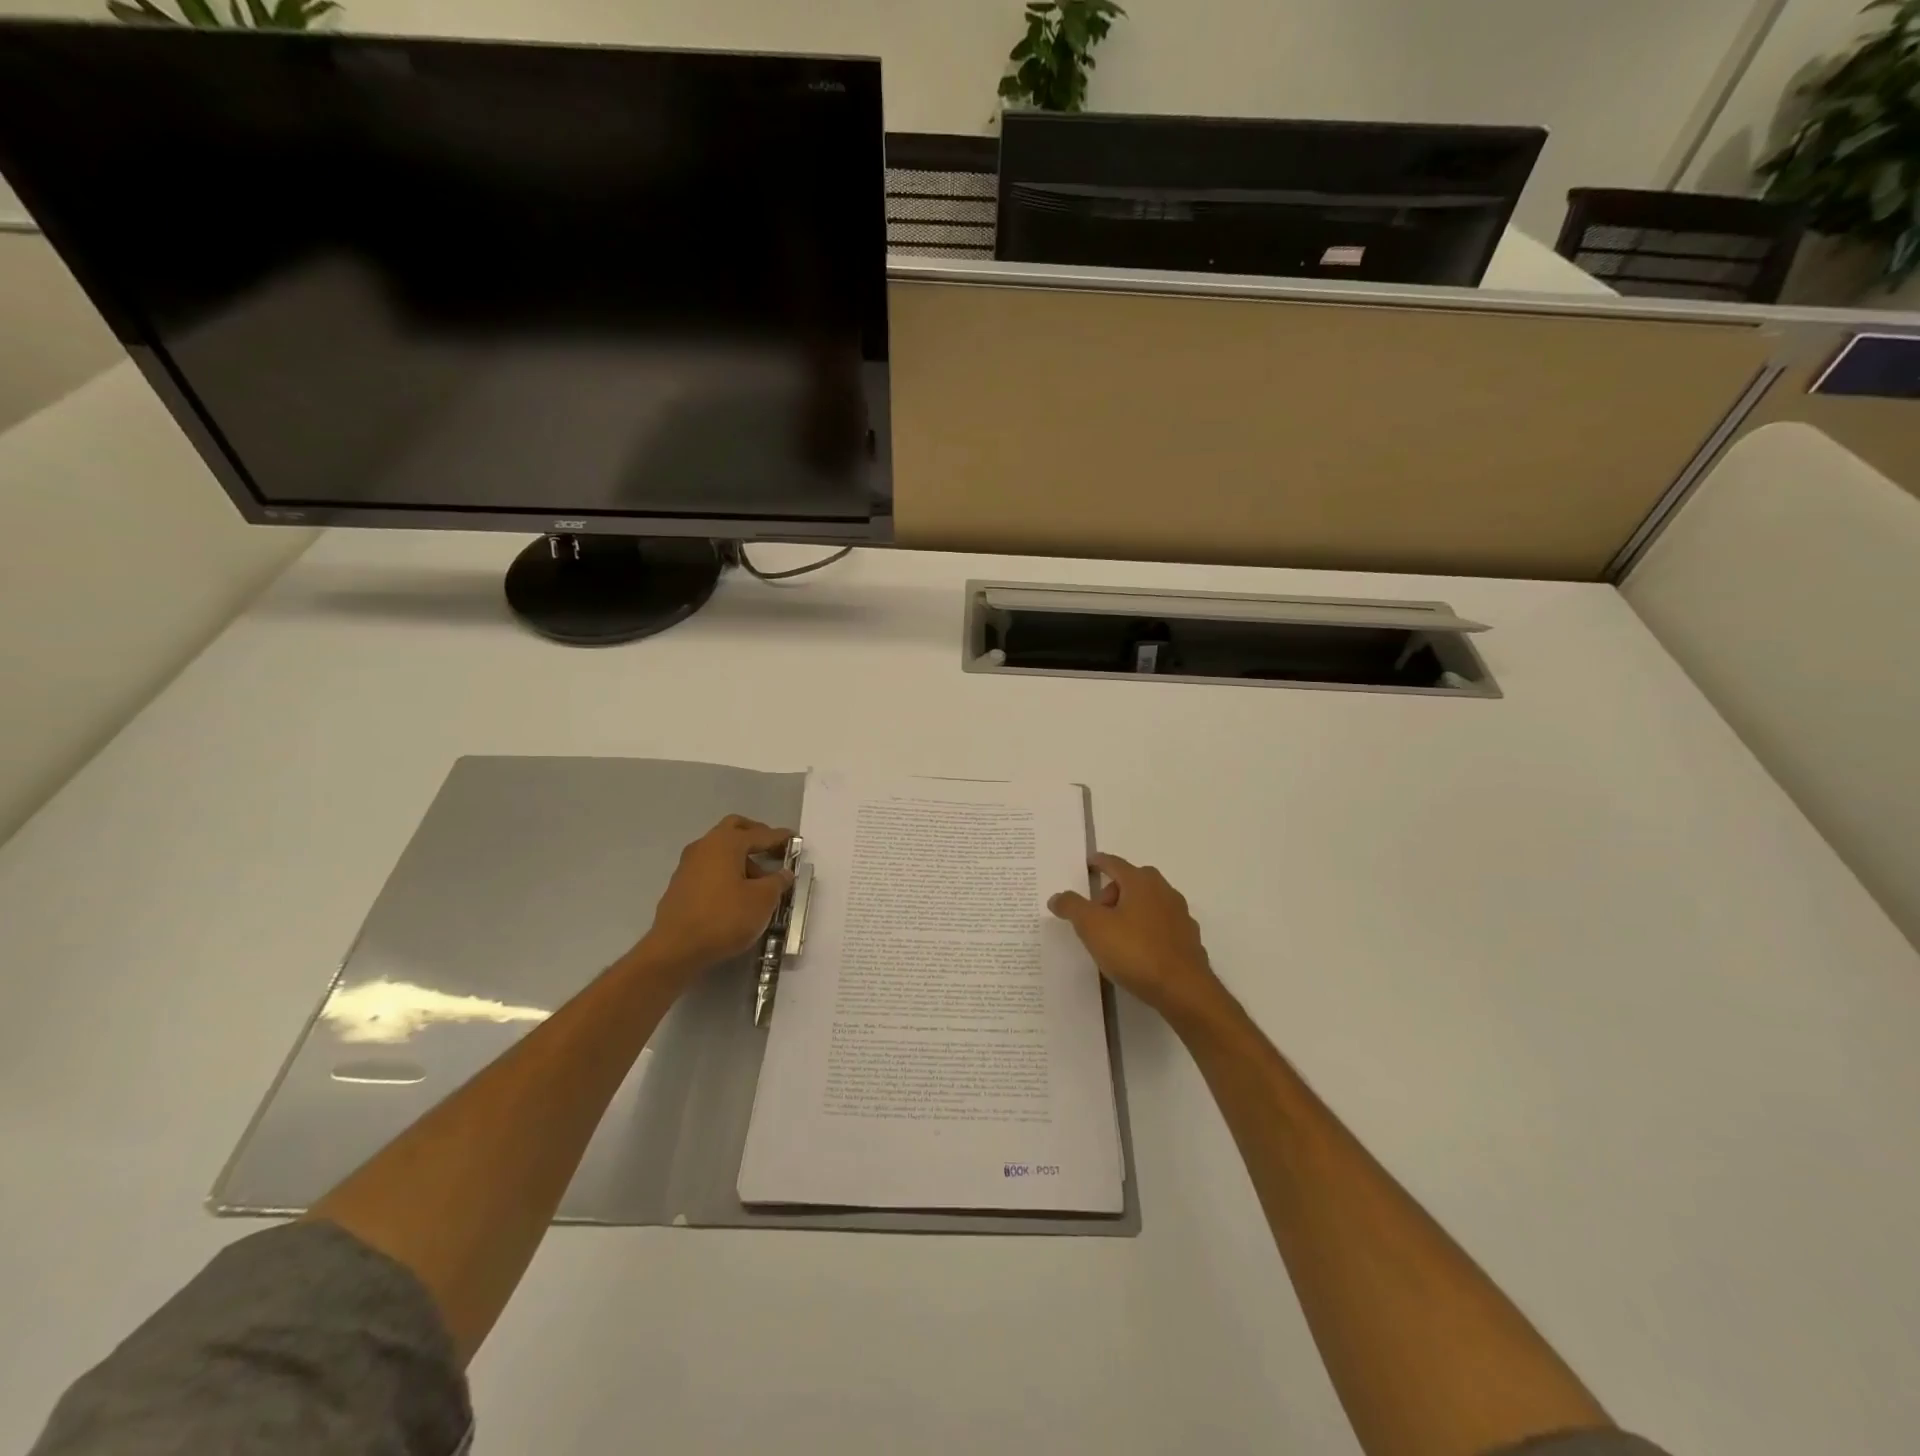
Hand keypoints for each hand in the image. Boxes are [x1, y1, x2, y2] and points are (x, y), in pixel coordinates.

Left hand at [635, 816, 794, 984]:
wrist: (675, 950)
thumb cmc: (724, 918)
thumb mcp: (762, 900)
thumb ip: (777, 882)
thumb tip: (783, 873)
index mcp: (726, 843)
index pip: (760, 834)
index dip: (780, 837)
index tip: (795, 841)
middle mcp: (704, 846)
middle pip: (734, 829)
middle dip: (755, 836)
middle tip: (773, 850)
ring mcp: (688, 865)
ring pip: (720, 850)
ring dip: (741, 858)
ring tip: (760, 882)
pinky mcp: (680, 885)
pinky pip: (709, 868)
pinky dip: (726, 872)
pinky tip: (737, 894)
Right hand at [1049, 853, 1227, 1025]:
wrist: (1183, 990)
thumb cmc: (1134, 951)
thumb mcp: (1092, 927)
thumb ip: (1072, 907)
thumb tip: (1057, 897)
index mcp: (1140, 882)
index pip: (1114, 864)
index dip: (1099, 862)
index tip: (1089, 864)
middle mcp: (1164, 891)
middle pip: (1133, 882)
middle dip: (1112, 892)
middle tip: (1096, 913)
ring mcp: (1180, 915)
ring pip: (1149, 903)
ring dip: (1130, 911)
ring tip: (1115, 935)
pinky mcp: (1189, 939)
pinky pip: (1161, 926)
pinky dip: (1147, 930)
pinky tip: (1138, 951)